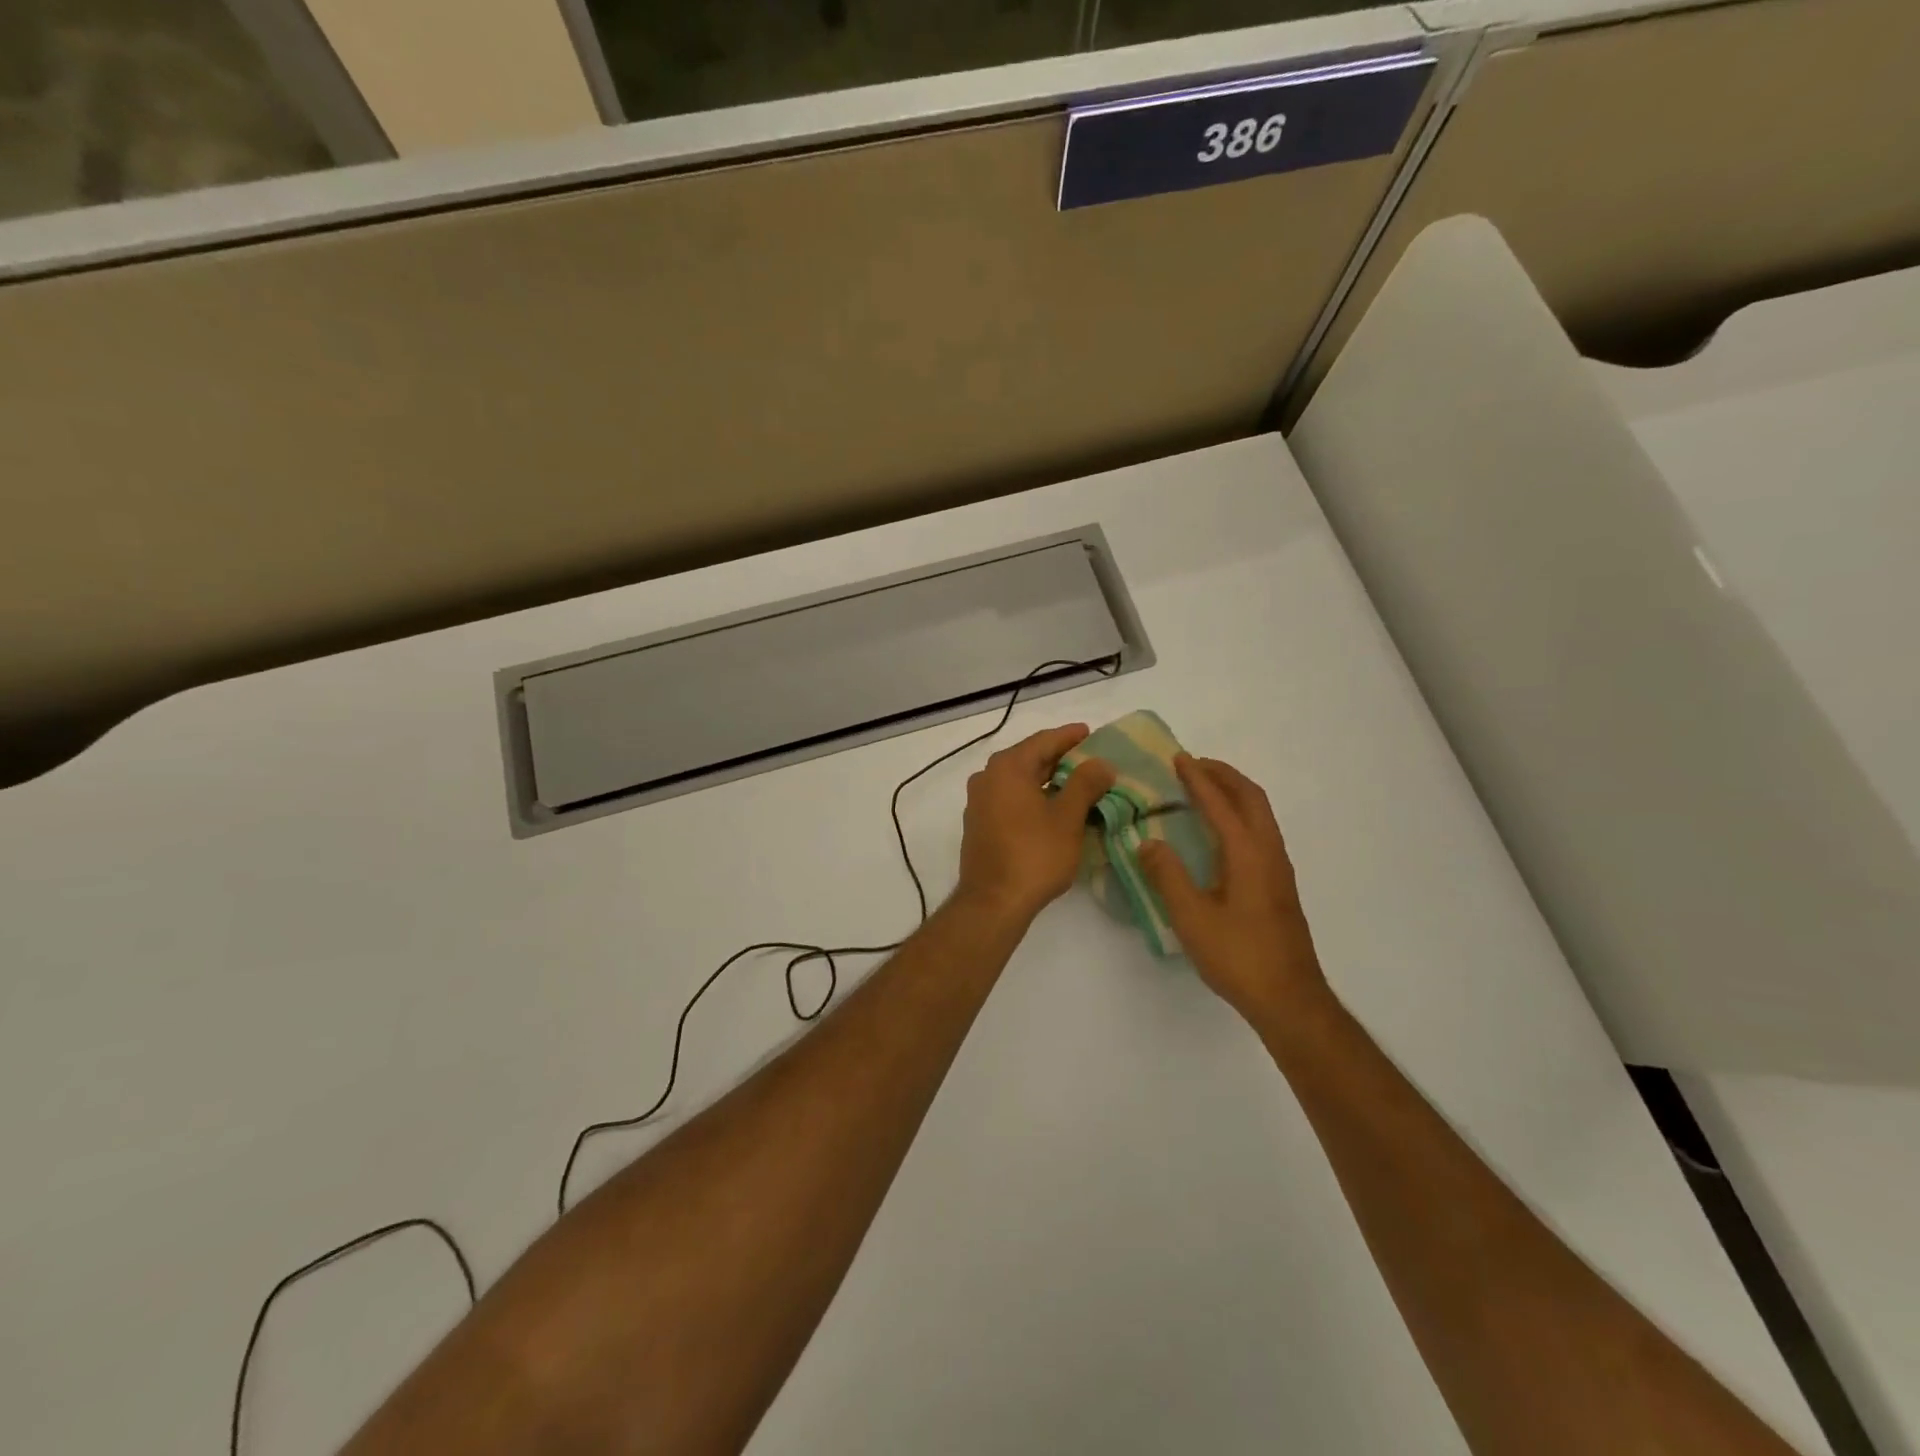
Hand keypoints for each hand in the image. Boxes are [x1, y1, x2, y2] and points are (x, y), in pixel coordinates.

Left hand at [957, 725, 1116, 924]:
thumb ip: (1086, 784)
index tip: (1091, 732)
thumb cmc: (1034, 855)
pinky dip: (1031, 795)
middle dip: (1059, 757)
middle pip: (1029, 758)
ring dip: (1046, 778)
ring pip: (1018, 779)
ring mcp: (979, 801)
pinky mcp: (979, 823)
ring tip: (1076, 782)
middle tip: (1089, 758)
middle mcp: (988, 777)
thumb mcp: (1068, 818)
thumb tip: (1101, 763)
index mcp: (1008, 767)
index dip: (1070, 736)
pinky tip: (1051, 807)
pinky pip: (1009, 798)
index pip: (1044, 741)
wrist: (993, 902)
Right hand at [1139, 756, 1326, 1024]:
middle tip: (1193, 765)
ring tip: (1204, 789)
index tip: (1177, 758)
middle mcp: (1268, 852)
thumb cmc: (1238, 956)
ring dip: (1233, 793)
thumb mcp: (1191, 917)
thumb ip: (1167, 875)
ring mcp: (1278, 868)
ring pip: (1259, 814)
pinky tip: (1220, 832)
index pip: (1220, 804)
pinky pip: (1259, 831)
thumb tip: (1147, 841)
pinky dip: (1239, 814)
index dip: (1197, 779)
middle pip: (1251, 797)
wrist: (1289, 998)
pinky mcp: (1278, 885)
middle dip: (1223, 775)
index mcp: (1248, 854)